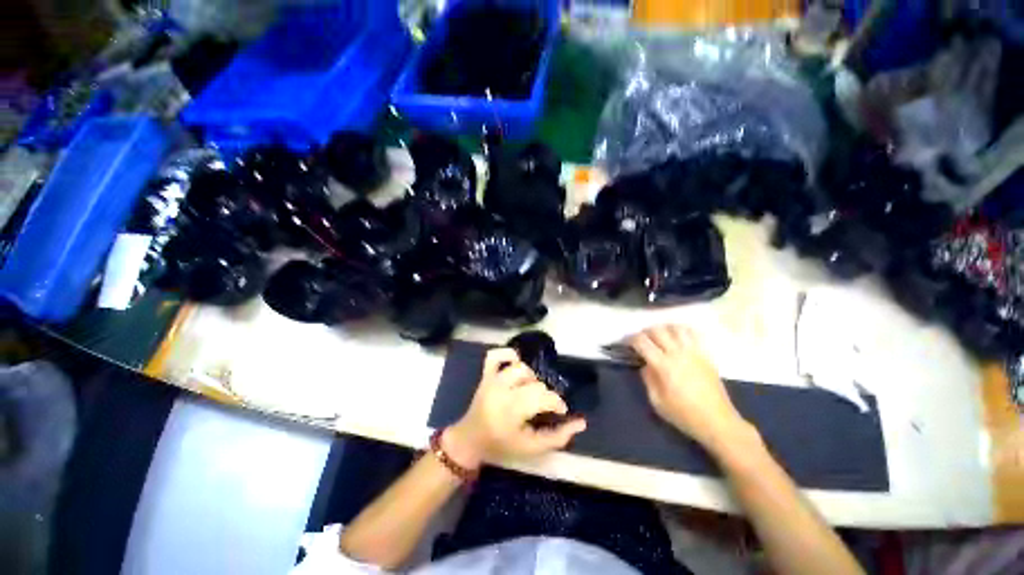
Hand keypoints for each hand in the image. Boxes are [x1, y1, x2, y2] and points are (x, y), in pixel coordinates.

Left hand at [444, 348, 586, 468]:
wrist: (471, 439)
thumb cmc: (502, 445)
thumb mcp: (531, 448)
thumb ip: (558, 437)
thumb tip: (581, 422)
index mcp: (512, 410)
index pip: (544, 397)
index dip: (557, 403)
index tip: (560, 411)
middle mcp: (502, 390)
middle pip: (535, 383)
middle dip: (545, 395)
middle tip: (543, 406)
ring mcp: (492, 379)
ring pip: (520, 367)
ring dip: (530, 378)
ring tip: (530, 390)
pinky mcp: (486, 374)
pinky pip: (495, 355)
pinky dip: (508, 355)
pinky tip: (516, 364)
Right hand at [630, 325, 752, 452]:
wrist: (717, 422)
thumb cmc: (684, 415)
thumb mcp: (657, 401)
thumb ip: (648, 379)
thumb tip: (645, 365)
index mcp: (663, 365)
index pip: (642, 342)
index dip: (631, 339)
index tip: (626, 342)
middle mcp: (678, 353)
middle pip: (657, 330)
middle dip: (645, 332)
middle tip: (641, 339)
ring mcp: (694, 352)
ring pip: (675, 328)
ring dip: (663, 328)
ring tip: (659, 336)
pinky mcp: (706, 355)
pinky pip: (694, 334)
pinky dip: (682, 330)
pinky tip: (678, 336)